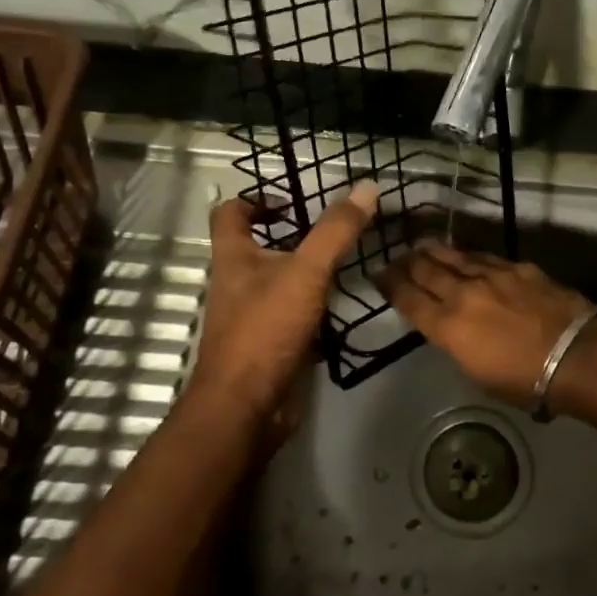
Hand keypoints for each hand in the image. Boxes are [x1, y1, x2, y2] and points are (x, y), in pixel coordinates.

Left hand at [185, 182, 379, 439]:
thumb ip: (336, 231)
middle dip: (294, 237)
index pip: (230, 214)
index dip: (256, 199)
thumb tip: (367, 186)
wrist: (247, 409)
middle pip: (259, 248)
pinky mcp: (271, 346)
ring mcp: (253, 317)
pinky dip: (317, 310)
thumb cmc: (265, 331)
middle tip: (336, 232)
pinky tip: (346, 308)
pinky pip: (294, 318)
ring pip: (281, 284)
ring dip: (310, 274)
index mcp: (234, 258)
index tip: (293, 201)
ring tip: (349, 264)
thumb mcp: (306, 272)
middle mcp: (238, 284)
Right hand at [377, 242, 596, 405]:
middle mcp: (462, 294)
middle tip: (395, 258)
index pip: (408, 299)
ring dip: (433, 251)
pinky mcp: (517, 267)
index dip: (390, 285)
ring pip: (452, 256)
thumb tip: (451, 328)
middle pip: (425, 270)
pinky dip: (467, 256)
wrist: (574, 354)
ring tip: (421, 246)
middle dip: (406, 263)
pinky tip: (464, 255)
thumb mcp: (477, 373)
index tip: (379, 276)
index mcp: (447, 327)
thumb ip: (457, 344)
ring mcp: (491, 275)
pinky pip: (483, 257)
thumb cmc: (524, 380)